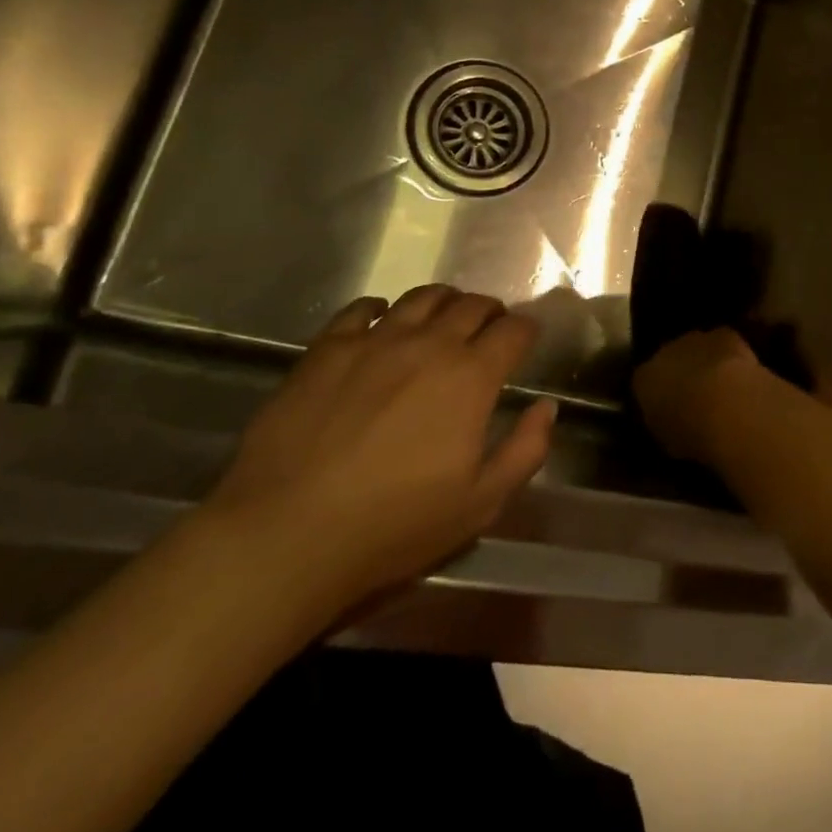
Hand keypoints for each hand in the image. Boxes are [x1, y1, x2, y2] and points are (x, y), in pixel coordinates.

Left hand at [203, 286, 556, 623]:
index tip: (526, 339)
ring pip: (422, 297)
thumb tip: (545, 407)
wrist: (286, 533)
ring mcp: (375, 340)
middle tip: (489, 329)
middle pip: (471, 305)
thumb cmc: (394, 525)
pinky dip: (381, 308)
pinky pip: (362, 309)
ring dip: (444, 302)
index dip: (526, 330)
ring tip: (442, 318)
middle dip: (489, 312)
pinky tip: (382, 320)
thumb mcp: (480, 503)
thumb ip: (525, 450)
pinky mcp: (327, 348)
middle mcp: (429, 344)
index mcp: (471, 376)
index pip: (514, 331)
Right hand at [632, 327, 775, 464]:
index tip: (672, 410)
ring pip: (697, 349)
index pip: (645, 383)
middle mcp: (663, 353)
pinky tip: (743, 375)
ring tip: (723, 388)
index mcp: (643, 380)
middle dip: (682, 374)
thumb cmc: (690, 432)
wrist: (724, 405)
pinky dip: (732, 357)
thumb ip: (666, 424)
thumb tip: (671, 422)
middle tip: (698, 398)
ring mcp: (694, 340)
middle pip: (670, 360)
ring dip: (706, 363)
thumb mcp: (668, 440)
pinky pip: (725, 344)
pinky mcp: (724, 335)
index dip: (659, 396)